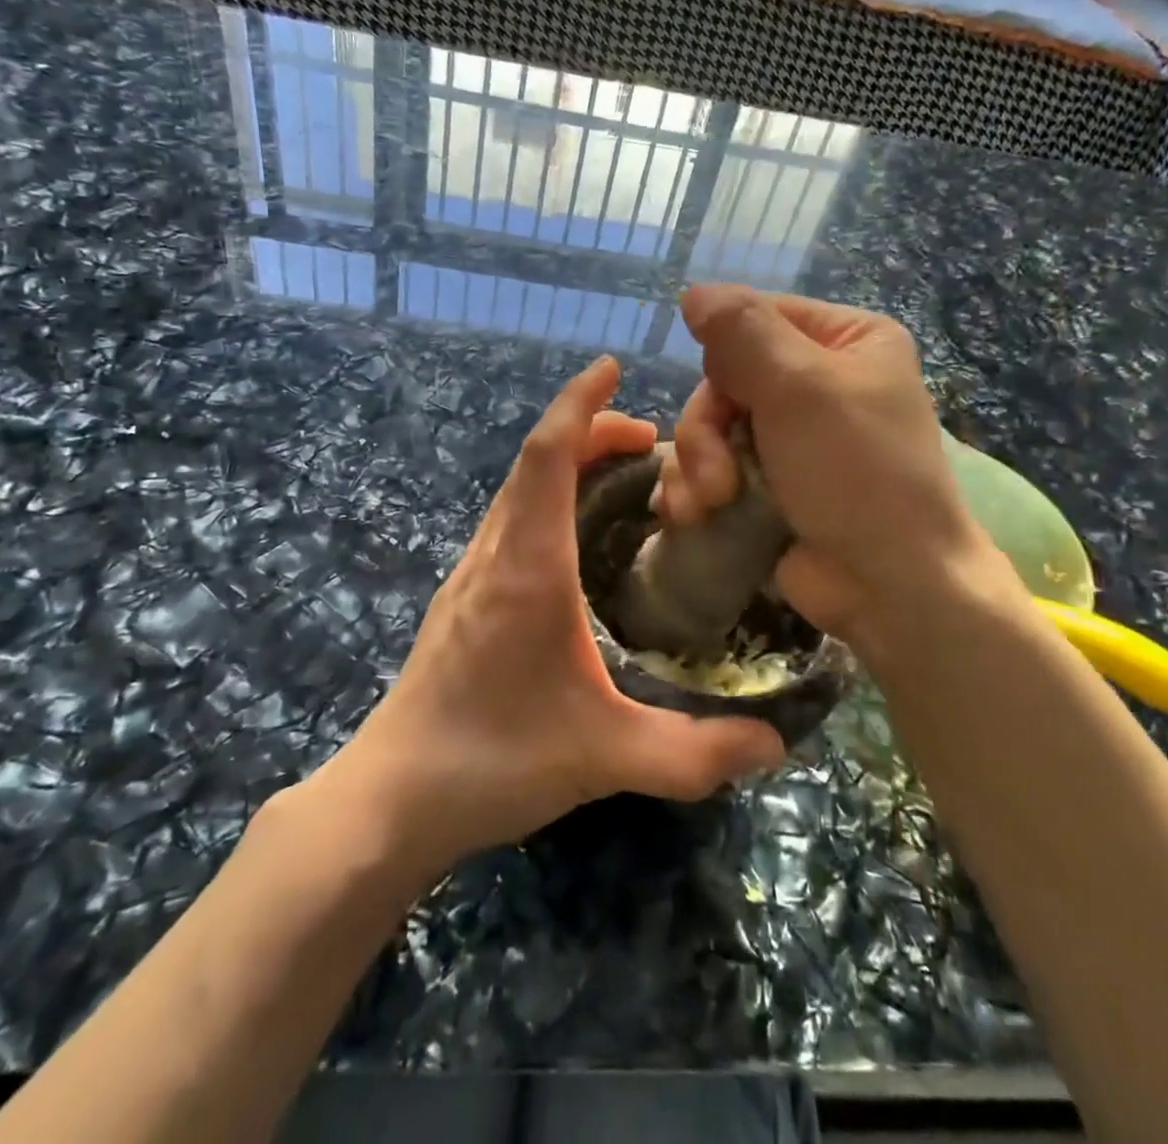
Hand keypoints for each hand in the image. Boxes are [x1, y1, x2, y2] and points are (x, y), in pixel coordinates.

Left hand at [332, 355, 786, 874]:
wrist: (391, 799)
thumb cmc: (493, 760)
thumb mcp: (605, 756)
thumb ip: (694, 755)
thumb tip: (776, 748)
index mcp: (528, 567)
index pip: (547, 455)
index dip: (579, 403)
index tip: (611, 368)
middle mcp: (494, 554)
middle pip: (535, 461)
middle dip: (589, 431)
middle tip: (651, 443)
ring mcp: (471, 576)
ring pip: (519, 491)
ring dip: (566, 465)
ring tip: (623, 480)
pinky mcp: (463, 600)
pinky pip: (510, 522)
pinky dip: (547, 499)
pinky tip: (578, 540)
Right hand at [655, 285, 993, 642]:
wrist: (889, 585)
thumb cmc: (856, 472)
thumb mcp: (800, 388)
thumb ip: (742, 332)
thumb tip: (694, 292)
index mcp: (846, 341)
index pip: (756, 319)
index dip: (725, 358)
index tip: (725, 397)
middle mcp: (819, 383)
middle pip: (725, 380)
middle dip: (706, 432)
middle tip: (715, 478)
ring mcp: (791, 437)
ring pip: (710, 428)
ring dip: (697, 467)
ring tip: (707, 506)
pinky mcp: (768, 484)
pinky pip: (712, 467)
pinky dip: (696, 489)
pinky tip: (689, 515)